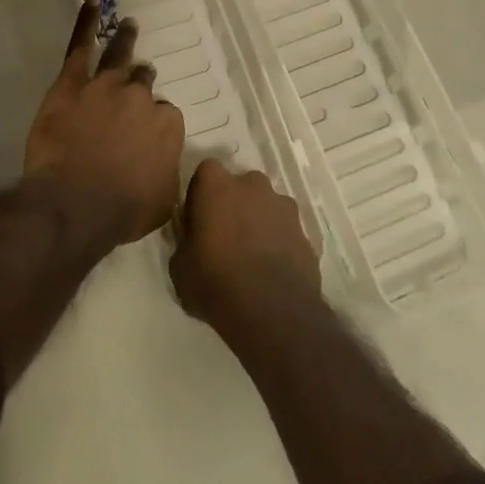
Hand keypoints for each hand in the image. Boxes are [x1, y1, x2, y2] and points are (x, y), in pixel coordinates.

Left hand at [24, 1, 184, 249]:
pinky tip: (91, 5)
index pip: (165, 116)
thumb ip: (165, 174)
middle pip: (143, 83)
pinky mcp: (72, 83)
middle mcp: (140, 98)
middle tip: (139, 81)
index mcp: (166, 126)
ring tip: (130, 25)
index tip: (145, 135)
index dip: (154, 125)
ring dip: (126, 41)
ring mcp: (106, 86)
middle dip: (142, 82)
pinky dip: (86, 24)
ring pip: (120, 57)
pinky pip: (80, 47)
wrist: (76, 201)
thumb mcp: (162, 201)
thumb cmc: (122, 210)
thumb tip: (162, 166)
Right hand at [170, 159, 320, 336]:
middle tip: (225, 237)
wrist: (273, 311)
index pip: (205, 172)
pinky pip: (284, 229)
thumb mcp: (180, 268)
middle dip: (233, 204)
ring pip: (265, 205)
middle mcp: (252, 184)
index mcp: (217, 185)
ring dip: (258, 221)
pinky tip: (272, 270)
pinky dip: (278, 241)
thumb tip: (191, 240)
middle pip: (239, 185)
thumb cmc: (216, 283)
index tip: (198, 219)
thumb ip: (184, 242)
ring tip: (252, 256)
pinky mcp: (304, 230)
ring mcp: (283, 205)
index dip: (201, 194)